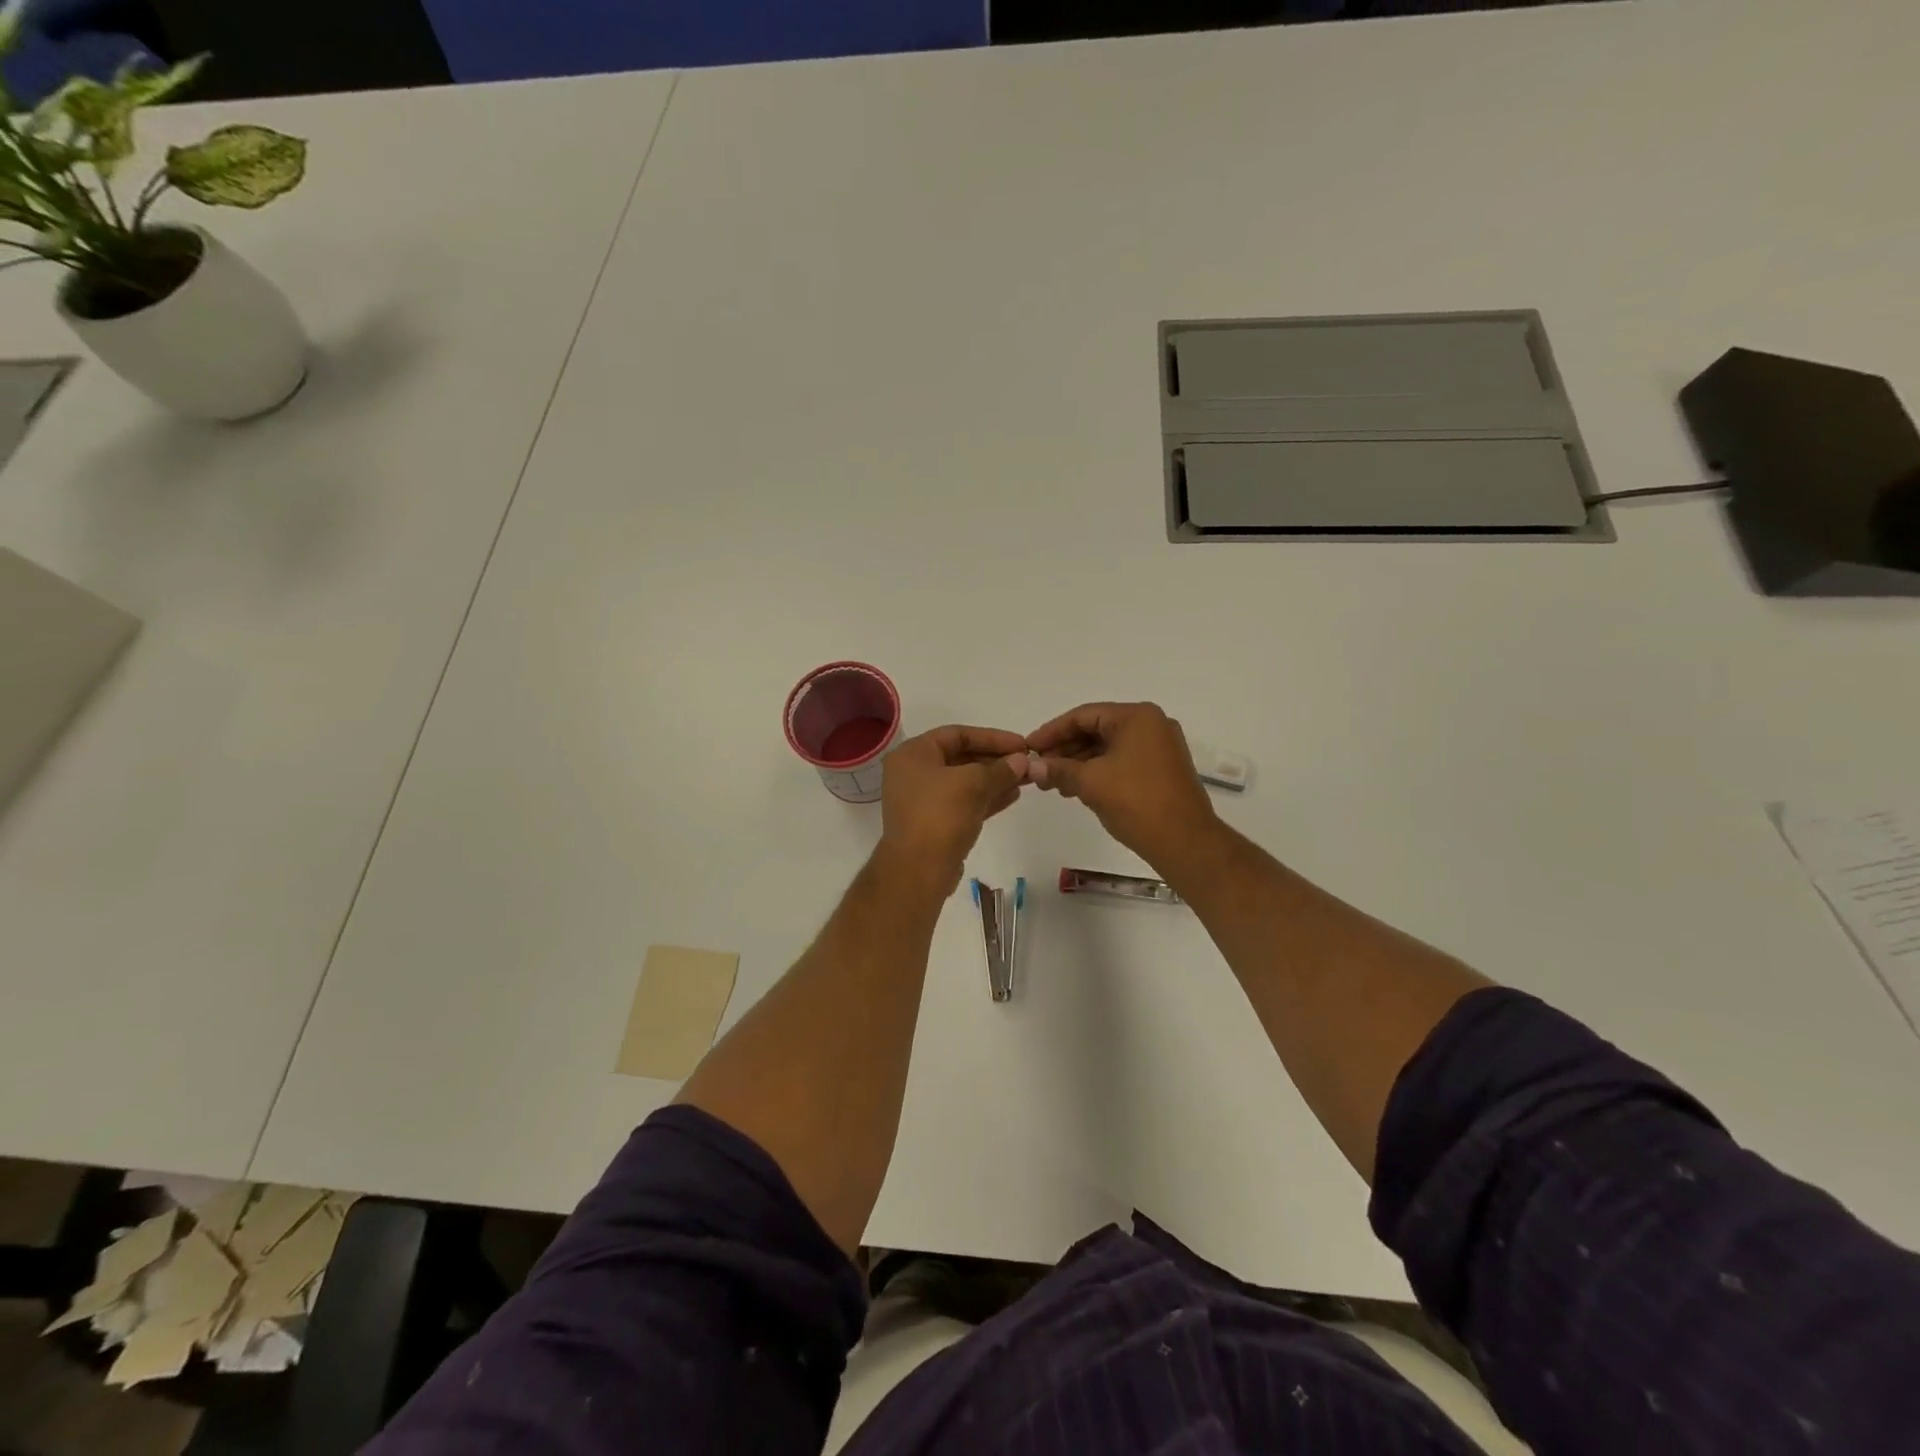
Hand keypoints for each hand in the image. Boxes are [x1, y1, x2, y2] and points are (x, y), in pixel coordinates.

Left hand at [879, 725, 1029, 890]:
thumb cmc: (940, 815)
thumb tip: (1023, 761)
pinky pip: (964, 802)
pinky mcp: (935, 823)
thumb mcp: (973, 784)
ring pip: (965, 782)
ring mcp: (923, 800)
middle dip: (996, 760)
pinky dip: (987, 798)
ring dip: (995, 779)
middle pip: (961, 757)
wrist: (919, 870)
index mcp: (913, 754)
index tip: (1021, 744)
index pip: (957, 734)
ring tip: (1026, 779)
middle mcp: (914, 773)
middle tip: (1027, 763)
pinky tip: (1013, 796)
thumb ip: (1000, 769)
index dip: (992, 737)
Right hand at [1026, 702, 1217, 867]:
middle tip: (1038, 768)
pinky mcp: (1162, 769)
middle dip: (1064, 749)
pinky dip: (1098, 771)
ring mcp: (1160, 747)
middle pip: (1096, 729)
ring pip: (1108, 747)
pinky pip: (1121, 761)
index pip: (1083, 716)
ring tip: (1052, 783)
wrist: (1185, 842)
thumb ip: (1058, 769)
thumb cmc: (1136, 802)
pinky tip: (1076, 788)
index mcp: (1136, 717)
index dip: (1051, 732)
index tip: (1028, 748)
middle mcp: (1151, 724)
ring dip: (1079, 763)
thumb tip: (1032, 767)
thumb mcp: (1090, 783)